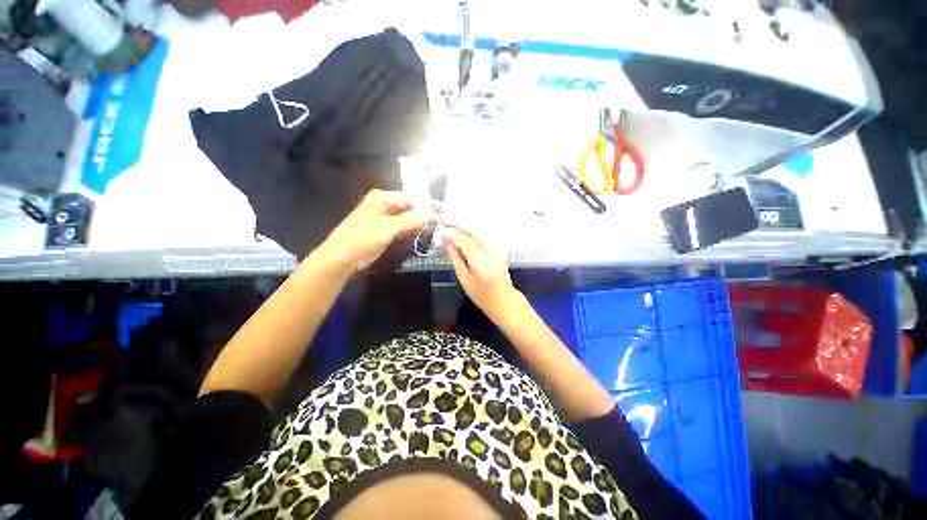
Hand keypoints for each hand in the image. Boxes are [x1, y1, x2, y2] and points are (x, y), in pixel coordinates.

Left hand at [318, 189, 432, 269]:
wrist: (342, 257)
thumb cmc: (364, 238)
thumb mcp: (389, 227)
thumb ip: (412, 220)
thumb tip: (433, 213)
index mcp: (382, 197)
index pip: (411, 199)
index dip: (426, 208)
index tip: (441, 217)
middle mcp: (384, 204)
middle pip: (409, 208)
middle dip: (422, 216)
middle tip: (439, 225)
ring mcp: (384, 217)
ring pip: (407, 218)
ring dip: (418, 224)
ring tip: (434, 230)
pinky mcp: (384, 230)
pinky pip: (401, 227)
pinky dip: (410, 230)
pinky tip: (420, 234)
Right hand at [443, 227, 523, 322]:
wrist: (504, 300)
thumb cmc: (482, 295)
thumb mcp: (464, 279)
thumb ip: (455, 257)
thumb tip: (447, 240)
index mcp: (483, 265)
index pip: (467, 242)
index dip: (453, 233)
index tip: (442, 230)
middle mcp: (493, 253)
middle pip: (476, 231)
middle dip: (459, 224)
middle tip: (445, 223)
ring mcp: (499, 249)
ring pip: (481, 230)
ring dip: (466, 226)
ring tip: (452, 226)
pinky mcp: (501, 247)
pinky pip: (485, 234)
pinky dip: (473, 231)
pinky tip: (464, 232)